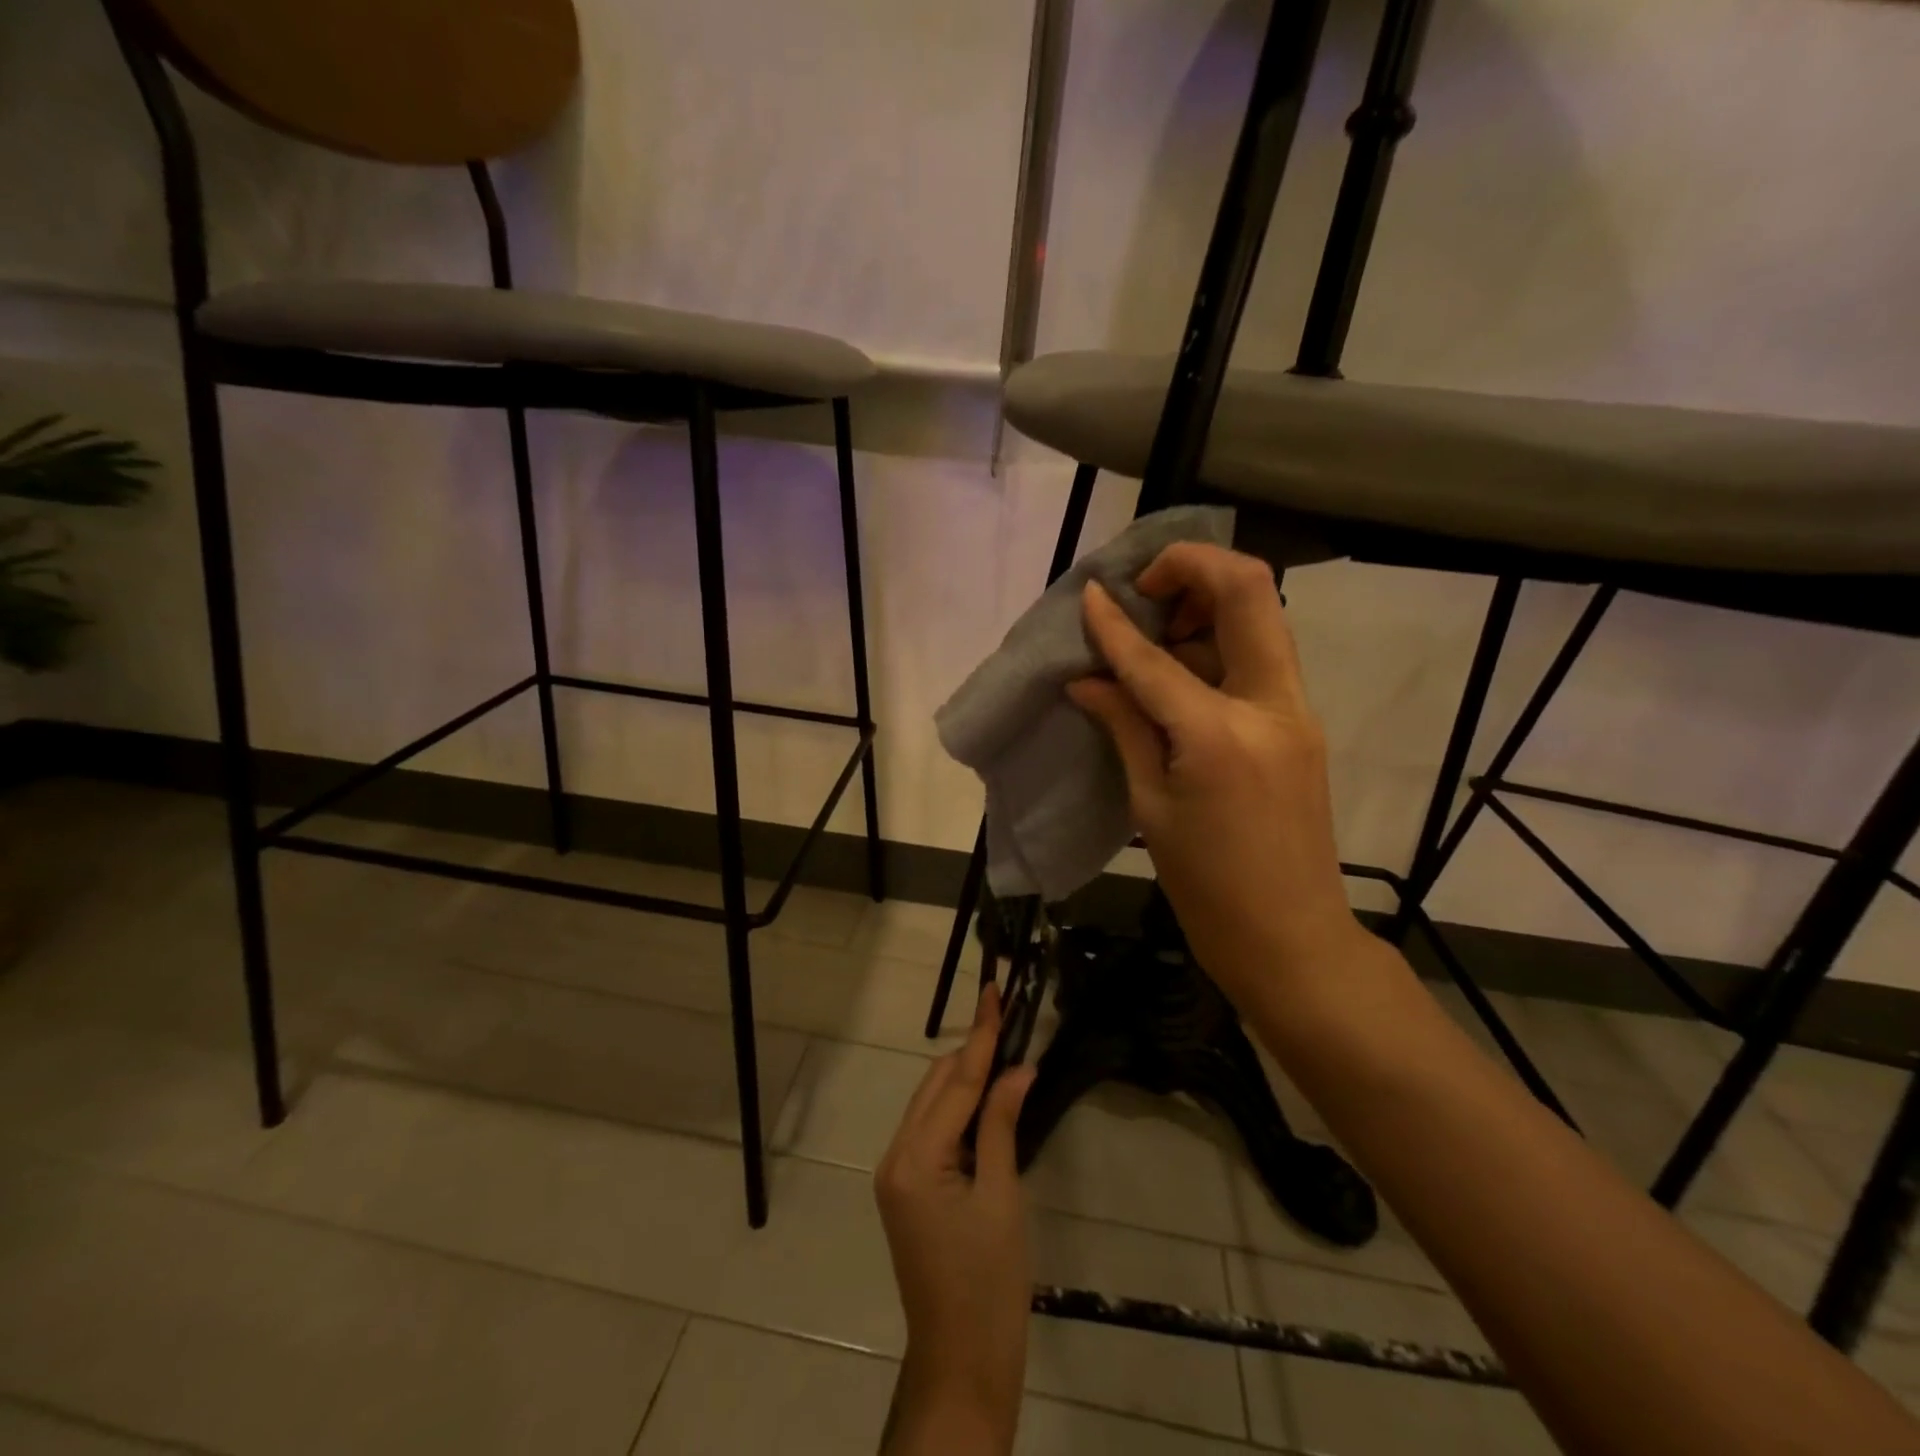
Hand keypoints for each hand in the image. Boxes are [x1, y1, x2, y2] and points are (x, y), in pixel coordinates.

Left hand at [875, 985, 1034, 1453]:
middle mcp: (895, 1156)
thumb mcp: (1002, 1198)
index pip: (956, 1082)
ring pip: (932, 1104)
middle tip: (1008, 1018)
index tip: (994, 992)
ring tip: (1003, 1049)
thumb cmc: (990, 1284)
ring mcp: (896, 1173)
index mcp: (915, 1159)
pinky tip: (986, 1099)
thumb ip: (1002, 1125)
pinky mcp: (906, 1187)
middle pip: (937, 1087)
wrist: (962, 1362)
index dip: (981, 1035)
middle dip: (973, 1052)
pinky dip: (959, 1109)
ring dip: (966, 1078)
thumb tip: (1018, 1067)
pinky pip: (932, 1129)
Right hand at [1067, 543, 1363, 1009]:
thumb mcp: (1151, 807)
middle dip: (1192, 568)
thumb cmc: (1208, 887)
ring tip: (1154, 634)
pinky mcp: (1300, 724)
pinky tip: (1179, 672)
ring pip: (1260, 618)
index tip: (1090, 595)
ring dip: (1206, 605)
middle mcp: (1270, 705)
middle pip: (1248, 591)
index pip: (1155, 658)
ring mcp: (1295, 712)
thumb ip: (1125, 727)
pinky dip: (1217, 645)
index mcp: (1220, 734)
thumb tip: (1087, 679)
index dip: (1115, 623)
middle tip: (1144, 591)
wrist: (1292, 940)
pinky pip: (1258, 659)